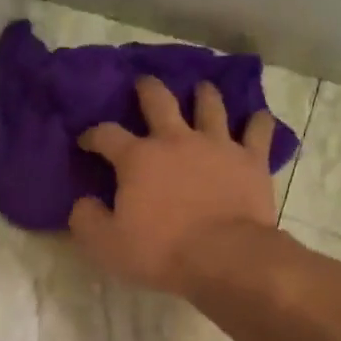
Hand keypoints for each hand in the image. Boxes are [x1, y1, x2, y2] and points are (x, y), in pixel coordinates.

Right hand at [68, 76, 279, 296]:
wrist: (223, 257)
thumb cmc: (160, 251)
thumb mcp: (107, 244)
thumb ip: (87, 220)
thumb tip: (82, 202)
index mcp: (138, 158)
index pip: (106, 135)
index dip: (93, 135)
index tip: (86, 141)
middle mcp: (176, 140)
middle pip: (159, 101)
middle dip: (147, 89)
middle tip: (144, 83)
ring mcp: (217, 145)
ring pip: (210, 106)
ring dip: (204, 94)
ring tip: (202, 89)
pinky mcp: (251, 159)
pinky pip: (258, 131)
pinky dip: (258, 122)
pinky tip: (258, 117)